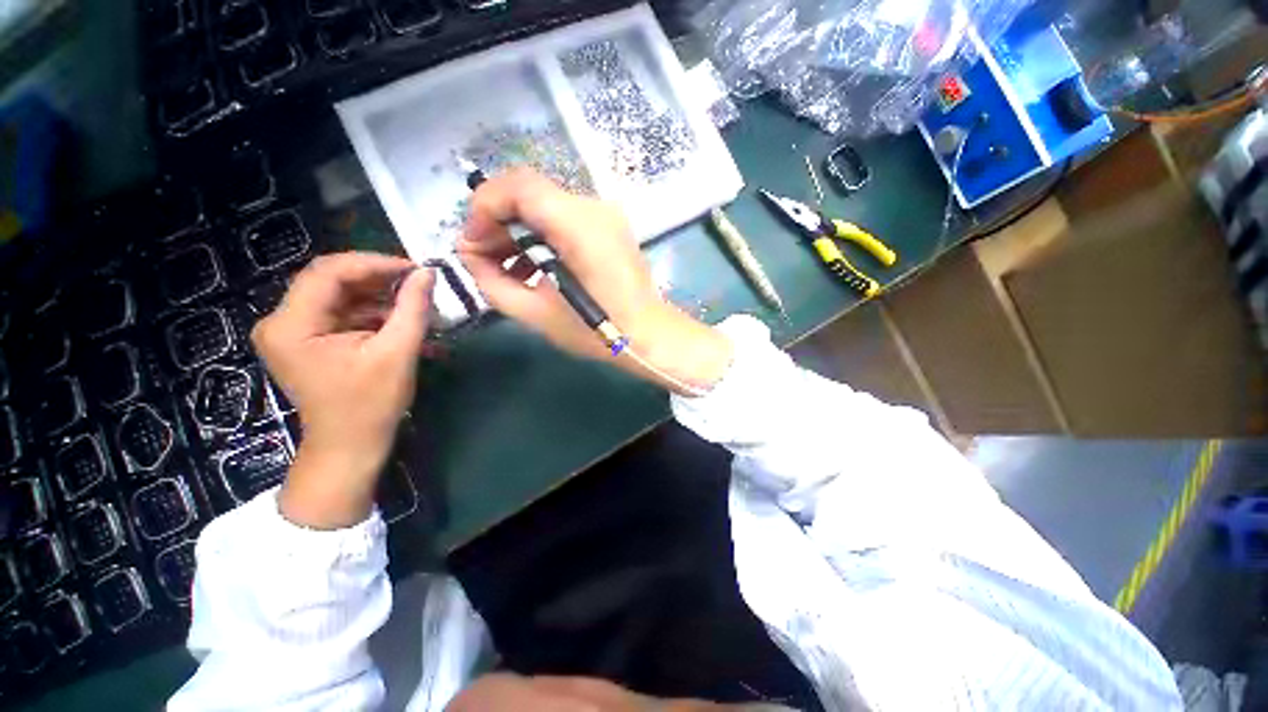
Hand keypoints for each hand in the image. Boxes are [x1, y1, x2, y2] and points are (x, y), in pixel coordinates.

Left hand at [251, 253, 434, 528]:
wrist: (350, 446)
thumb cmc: (371, 404)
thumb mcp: (397, 353)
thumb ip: (412, 308)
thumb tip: (428, 272)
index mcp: (291, 325)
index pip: (329, 272)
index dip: (375, 263)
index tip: (415, 269)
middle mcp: (280, 321)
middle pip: (331, 280)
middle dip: (379, 279)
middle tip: (418, 283)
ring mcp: (291, 331)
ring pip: (338, 295)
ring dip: (379, 297)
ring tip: (416, 304)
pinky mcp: (305, 341)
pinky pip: (340, 313)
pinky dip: (371, 313)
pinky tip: (400, 320)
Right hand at [456, 168, 731, 393]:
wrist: (648, 335)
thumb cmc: (597, 331)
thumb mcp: (536, 313)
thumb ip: (492, 282)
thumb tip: (469, 255)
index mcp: (578, 225)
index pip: (518, 186)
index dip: (484, 208)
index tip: (471, 244)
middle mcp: (594, 208)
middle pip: (529, 192)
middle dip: (497, 221)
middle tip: (482, 257)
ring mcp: (605, 215)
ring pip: (544, 205)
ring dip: (517, 229)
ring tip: (504, 266)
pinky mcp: (609, 227)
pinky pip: (563, 218)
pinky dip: (540, 235)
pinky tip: (531, 265)